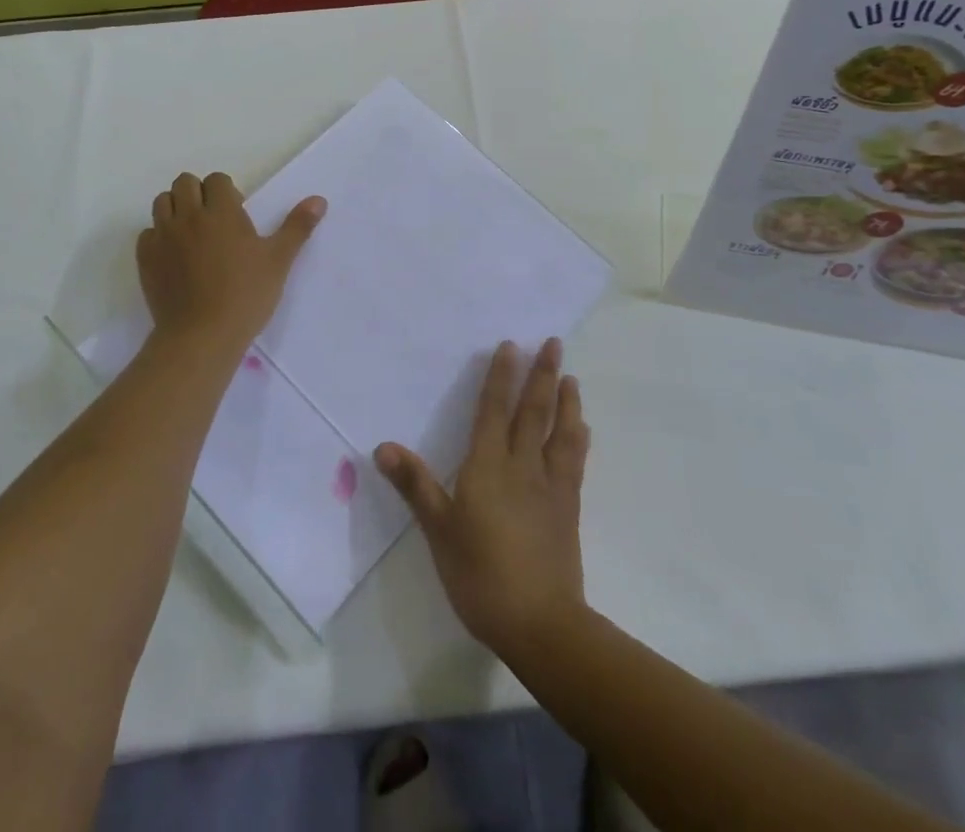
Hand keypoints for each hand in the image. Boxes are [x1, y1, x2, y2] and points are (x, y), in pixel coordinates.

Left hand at [136, 172, 324, 353]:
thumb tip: (319, 200)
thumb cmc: (246, 295)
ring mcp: (163, 236)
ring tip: (192, 234)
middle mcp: (188, 216)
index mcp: (221, 211)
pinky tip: (174, 256)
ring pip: (162, 202)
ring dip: (176, 209)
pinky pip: (147, 233)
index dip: (227, 192)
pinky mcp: (146, 258)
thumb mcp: (278, 260)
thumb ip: (297, 227)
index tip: (237, 215)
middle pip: (185, 183)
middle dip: (199, 194)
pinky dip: (159, 237)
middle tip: (214, 221)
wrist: (202, 335)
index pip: (217, 180)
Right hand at [374, 338, 588, 659]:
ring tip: (570, 377)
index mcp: (489, 466)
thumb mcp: (439, 529)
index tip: (510, 345)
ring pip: (560, 432)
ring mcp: (551, 486)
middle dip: (542, 374)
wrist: (540, 623)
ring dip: (566, 401)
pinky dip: (577, 437)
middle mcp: (523, 466)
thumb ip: (415, 485)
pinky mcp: (568, 508)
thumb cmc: (480, 574)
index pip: (494, 410)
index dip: (501, 377)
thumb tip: (383, 447)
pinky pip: (574, 461)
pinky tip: (582, 428)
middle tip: (553, 343)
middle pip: (534, 411)